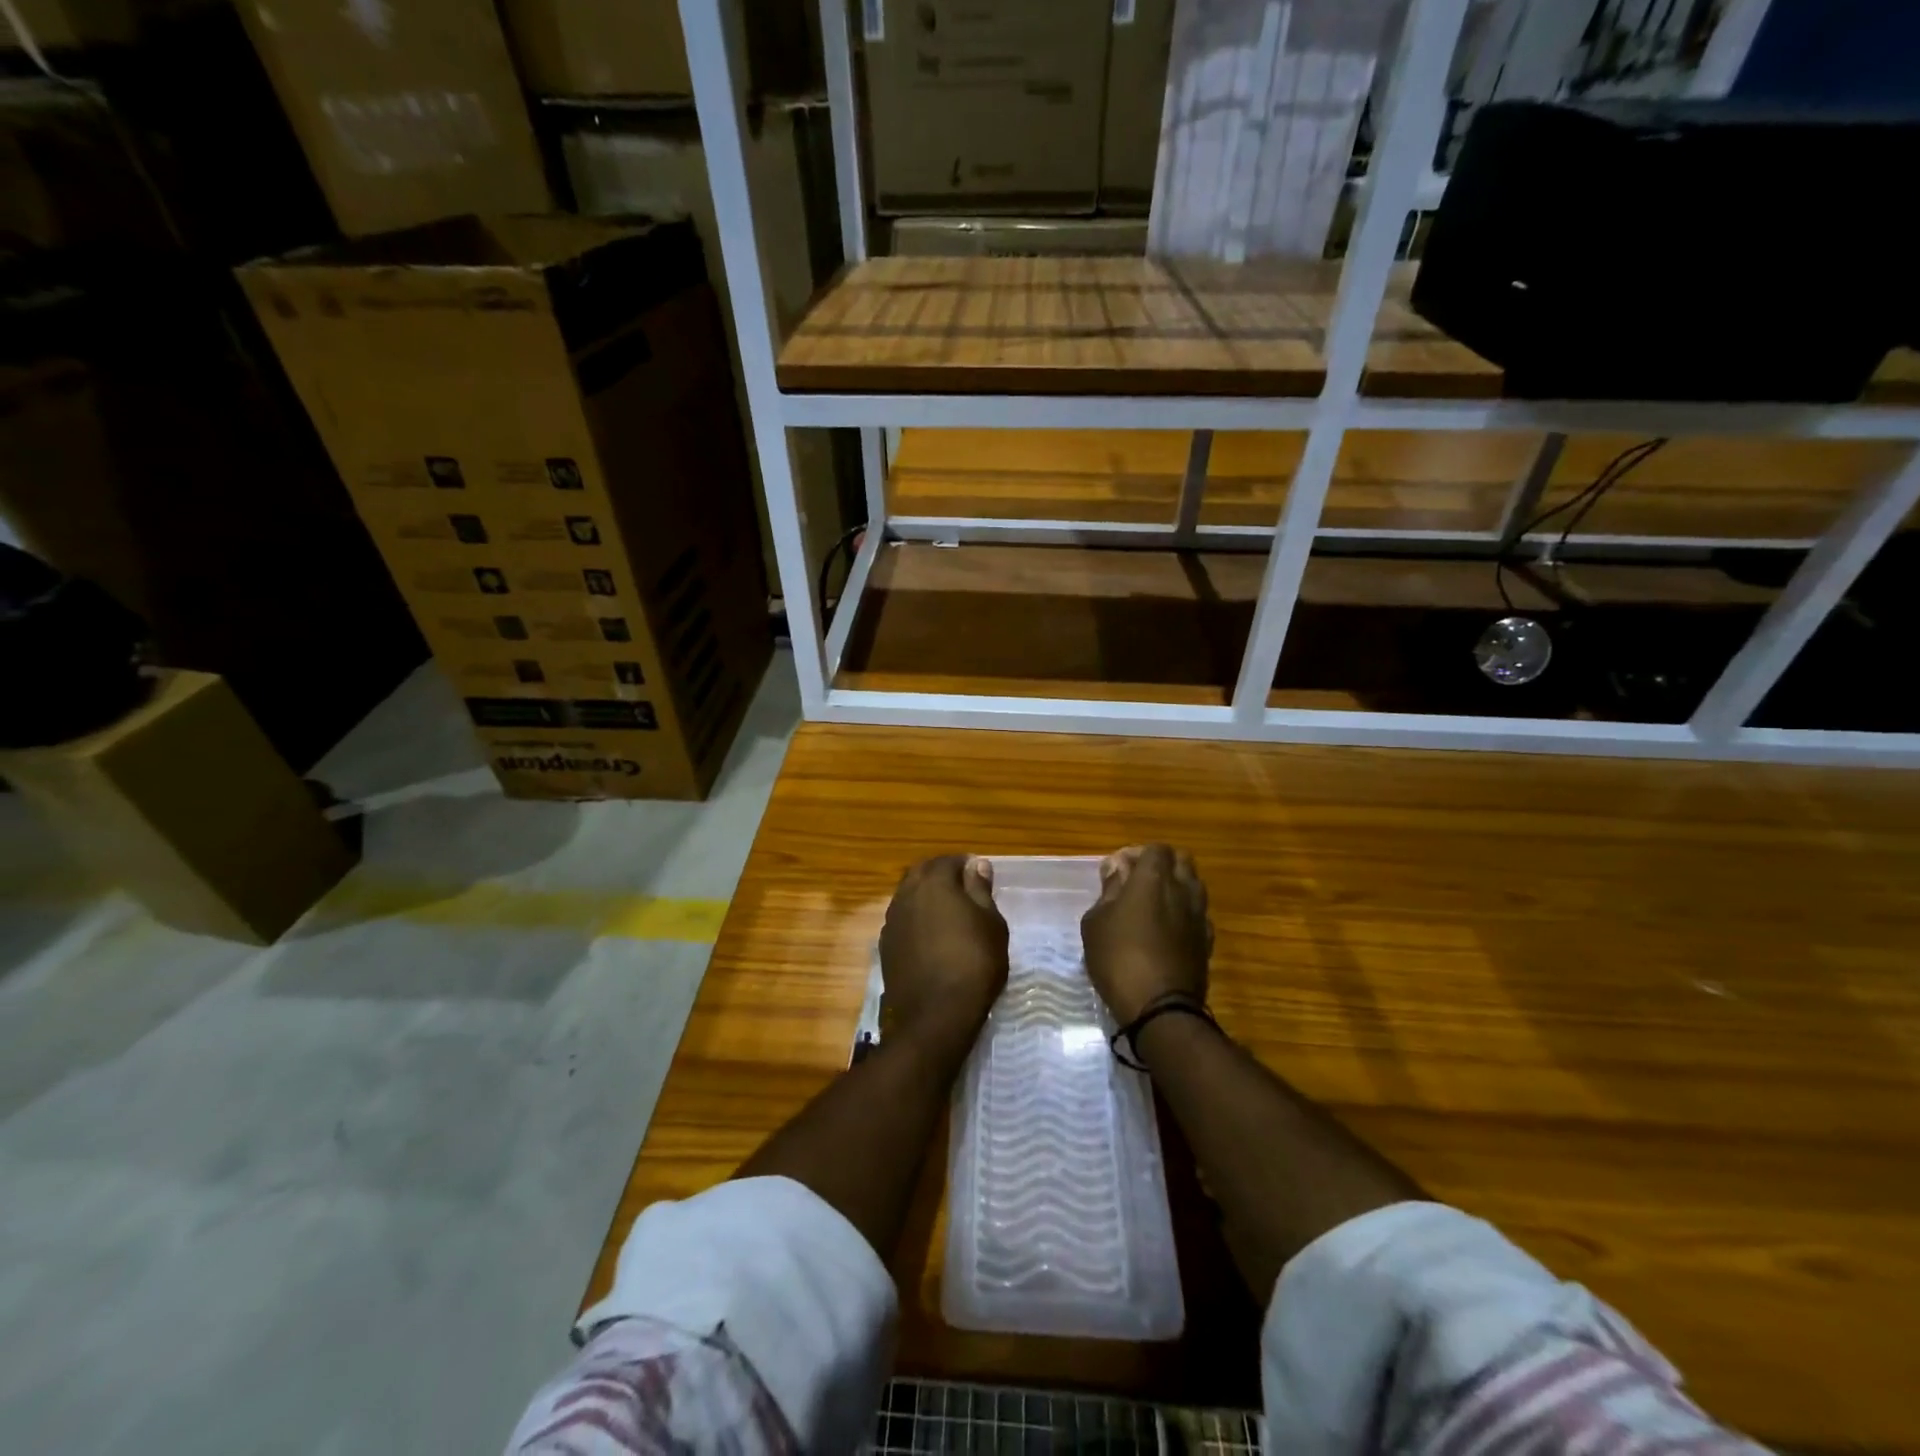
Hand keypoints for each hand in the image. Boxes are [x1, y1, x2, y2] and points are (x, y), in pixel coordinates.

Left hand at [878, 855, 1008, 1053]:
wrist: (935, 1014)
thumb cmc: (974, 962)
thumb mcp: (991, 923)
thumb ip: (980, 889)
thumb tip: (977, 863)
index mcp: (934, 882)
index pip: (948, 860)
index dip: (965, 864)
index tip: (979, 875)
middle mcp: (907, 894)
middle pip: (922, 873)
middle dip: (941, 875)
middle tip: (963, 889)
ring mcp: (892, 920)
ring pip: (908, 895)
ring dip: (926, 896)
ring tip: (948, 913)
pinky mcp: (885, 945)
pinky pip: (902, 919)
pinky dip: (916, 919)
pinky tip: (930, 936)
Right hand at [1081, 844, 1211, 1023]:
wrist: (1160, 1008)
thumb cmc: (1117, 958)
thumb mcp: (1096, 922)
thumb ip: (1109, 890)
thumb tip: (1117, 869)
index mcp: (1153, 879)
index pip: (1156, 849)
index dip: (1138, 854)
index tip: (1120, 870)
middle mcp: (1182, 889)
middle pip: (1182, 860)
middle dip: (1162, 864)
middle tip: (1138, 882)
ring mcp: (1199, 915)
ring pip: (1194, 885)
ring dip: (1176, 887)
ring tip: (1154, 905)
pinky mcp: (1207, 940)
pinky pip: (1198, 913)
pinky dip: (1185, 913)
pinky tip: (1169, 930)